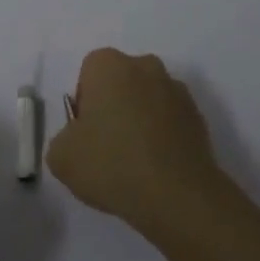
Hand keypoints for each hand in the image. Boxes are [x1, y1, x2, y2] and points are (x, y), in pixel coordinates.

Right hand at [47, 48, 224, 236]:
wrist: (177, 196)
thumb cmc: (112, 164)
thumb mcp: (61, 157)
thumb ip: (63, 139)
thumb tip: (78, 140)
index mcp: (109, 65)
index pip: (88, 73)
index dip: (84, 103)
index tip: (86, 134)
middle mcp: (145, 66)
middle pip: (120, 81)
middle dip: (113, 106)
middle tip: (107, 146)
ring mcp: (176, 89)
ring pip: (147, 99)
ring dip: (140, 119)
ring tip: (135, 162)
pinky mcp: (198, 116)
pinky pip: (170, 120)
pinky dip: (162, 136)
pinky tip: (157, 167)